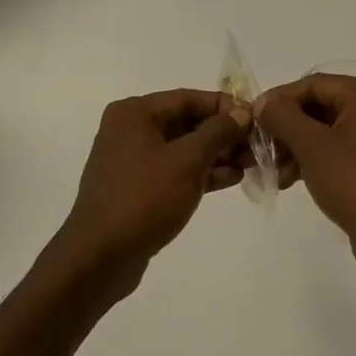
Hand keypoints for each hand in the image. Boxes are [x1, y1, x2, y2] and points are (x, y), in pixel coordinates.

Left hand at [56, 90, 250, 295]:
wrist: (99, 257)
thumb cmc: (144, 198)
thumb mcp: (188, 161)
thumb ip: (218, 132)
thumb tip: (242, 112)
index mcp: (135, 113)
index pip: (188, 98)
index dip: (224, 106)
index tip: (255, 119)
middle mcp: (130, 129)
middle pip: (186, 122)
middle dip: (223, 134)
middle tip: (256, 146)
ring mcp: (132, 160)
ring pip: (183, 148)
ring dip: (216, 154)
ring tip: (250, 164)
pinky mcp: (137, 187)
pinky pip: (175, 170)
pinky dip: (201, 172)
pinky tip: (231, 179)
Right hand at [254, 74, 355, 278]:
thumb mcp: (312, 146)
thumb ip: (283, 117)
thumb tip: (263, 103)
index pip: (312, 84)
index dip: (279, 100)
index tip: (252, 121)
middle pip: (318, 106)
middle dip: (286, 128)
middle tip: (262, 150)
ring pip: (324, 130)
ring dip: (295, 147)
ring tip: (275, 173)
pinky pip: (336, 149)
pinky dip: (312, 160)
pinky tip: (290, 180)